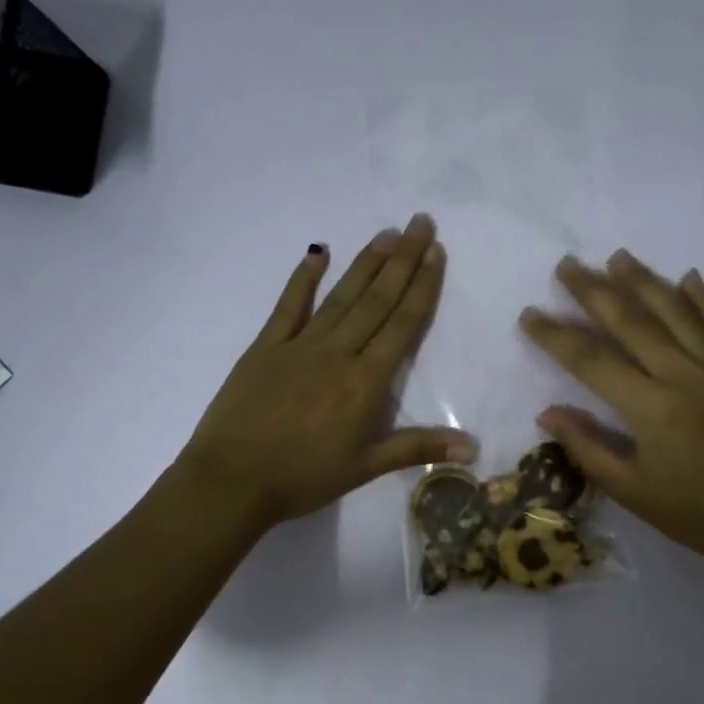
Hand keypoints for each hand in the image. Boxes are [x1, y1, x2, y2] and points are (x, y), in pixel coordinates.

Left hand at [178, 216, 474, 531]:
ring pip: (341, 296)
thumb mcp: (364, 469)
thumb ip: (417, 449)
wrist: (231, 481)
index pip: (402, 325)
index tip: (436, 252)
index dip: (422, 286)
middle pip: (377, 300)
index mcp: (365, 383)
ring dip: (366, 263)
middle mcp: (338, 353)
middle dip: (402, 260)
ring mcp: (299, 345)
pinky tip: (317, 253)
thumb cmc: (302, 478)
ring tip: (387, 233)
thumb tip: (472, 448)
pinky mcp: (266, 347)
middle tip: (420, 222)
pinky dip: (302, 278)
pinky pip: (288, 306)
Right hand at [518, 251, 703, 579]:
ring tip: (617, 257)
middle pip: (631, 321)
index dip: (555, 335)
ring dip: (644, 280)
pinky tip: (688, 277)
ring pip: (676, 311)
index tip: (529, 314)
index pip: (591, 360)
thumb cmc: (695, 514)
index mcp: (651, 408)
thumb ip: (587, 448)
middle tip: (567, 265)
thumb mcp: (631, 491)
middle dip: (594, 291)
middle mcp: (683, 376)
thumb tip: (547, 412)